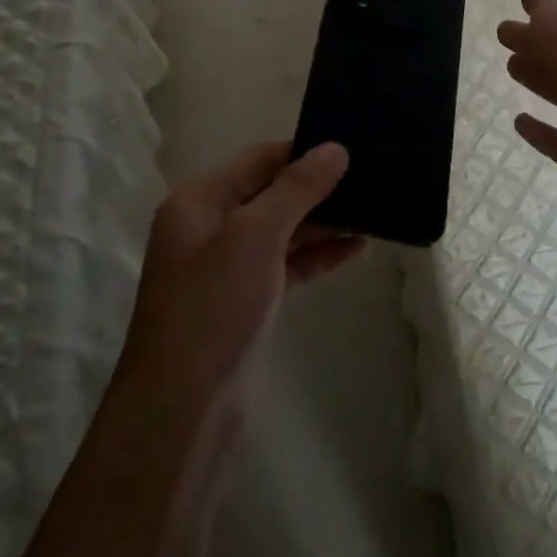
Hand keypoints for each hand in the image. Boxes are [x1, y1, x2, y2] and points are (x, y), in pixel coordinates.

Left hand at [118, 142, 361, 403]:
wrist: (183, 408)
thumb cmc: (213, 306)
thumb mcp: (254, 235)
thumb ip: (296, 188)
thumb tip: (334, 149)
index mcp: (199, 201)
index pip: (257, 159)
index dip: (302, 152)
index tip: (350, 148)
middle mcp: (210, 227)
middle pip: (271, 193)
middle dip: (318, 187)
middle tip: (371, 179)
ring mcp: (227, 267)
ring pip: (282, 230)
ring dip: (323, 222)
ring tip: (373, 212)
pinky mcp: (245, 301)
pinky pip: (286, 265)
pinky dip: (317, 256)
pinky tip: (356, 249)